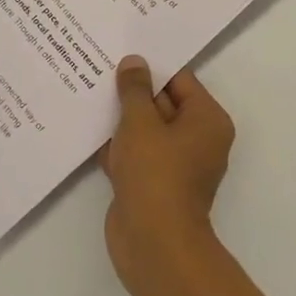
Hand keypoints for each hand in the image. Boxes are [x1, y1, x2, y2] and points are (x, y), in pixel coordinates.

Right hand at [100, 57, 234, 289]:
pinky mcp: (153, 183)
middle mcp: (197, 139)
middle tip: (100, 65)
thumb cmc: (155, 173)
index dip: (150, 66)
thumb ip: (134, 89)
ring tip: (89, 90)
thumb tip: (134, 62)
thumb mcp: (140, 122)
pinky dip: (116, 144)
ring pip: (145, 129)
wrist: (153, 244)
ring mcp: (175, 164)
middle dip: (132, 91)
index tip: (122, 51)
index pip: (179, 80)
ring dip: (120, 118)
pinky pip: (135, 153)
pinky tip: (89, 128)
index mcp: (206, 120)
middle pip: (162, 103)